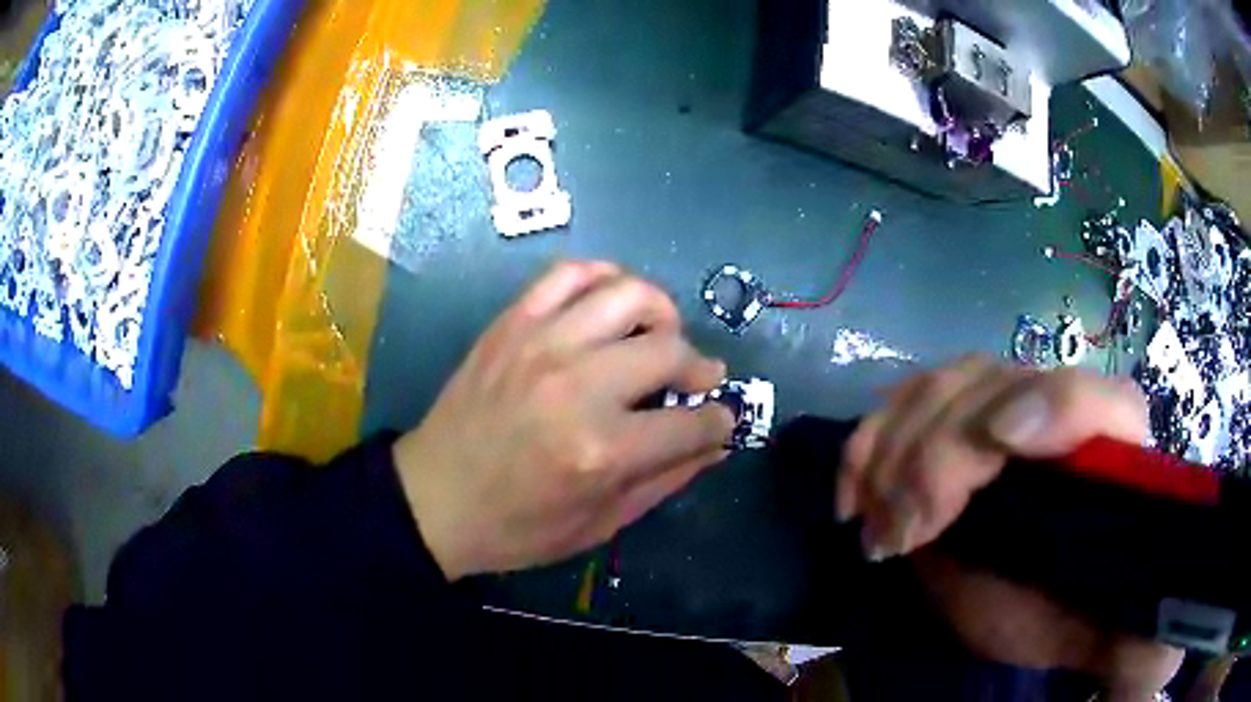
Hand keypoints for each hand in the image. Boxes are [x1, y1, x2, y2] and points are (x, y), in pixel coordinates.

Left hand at [393, 261, 733, 580]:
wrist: (435, 498)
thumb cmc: (518, 526)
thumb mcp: (600, 523)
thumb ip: (666, 479)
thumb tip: (716, 442)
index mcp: (603, 451)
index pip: (693, 423)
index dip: (719, 422)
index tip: (720, 421)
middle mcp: (579, 386)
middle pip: (671, 350)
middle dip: (701, 368)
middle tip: (696, 381)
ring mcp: (542, 344)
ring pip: (629, 294)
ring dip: (661, 314)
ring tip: (658, 337)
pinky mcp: (512, 324)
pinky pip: (570, 274)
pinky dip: (603, 278)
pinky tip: (609, 305)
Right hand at [838, 357, 1181, 696]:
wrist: (1029, 592)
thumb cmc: (1068, 616)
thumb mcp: (1101, 644)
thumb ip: (1140, 649)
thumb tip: (1168, 654)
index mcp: (1115, 457)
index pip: (1101, 402)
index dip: (1055, 407)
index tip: (1002, 447)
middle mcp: (1063, 413)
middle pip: (999, 387)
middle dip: (941, 457)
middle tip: (905, 536)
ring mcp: (1002, 405)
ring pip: (945, 385)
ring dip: (896, 451)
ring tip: (878, 527)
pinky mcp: (954, 419)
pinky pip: (904, 400)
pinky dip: (869, 442)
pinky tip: (853, 496)